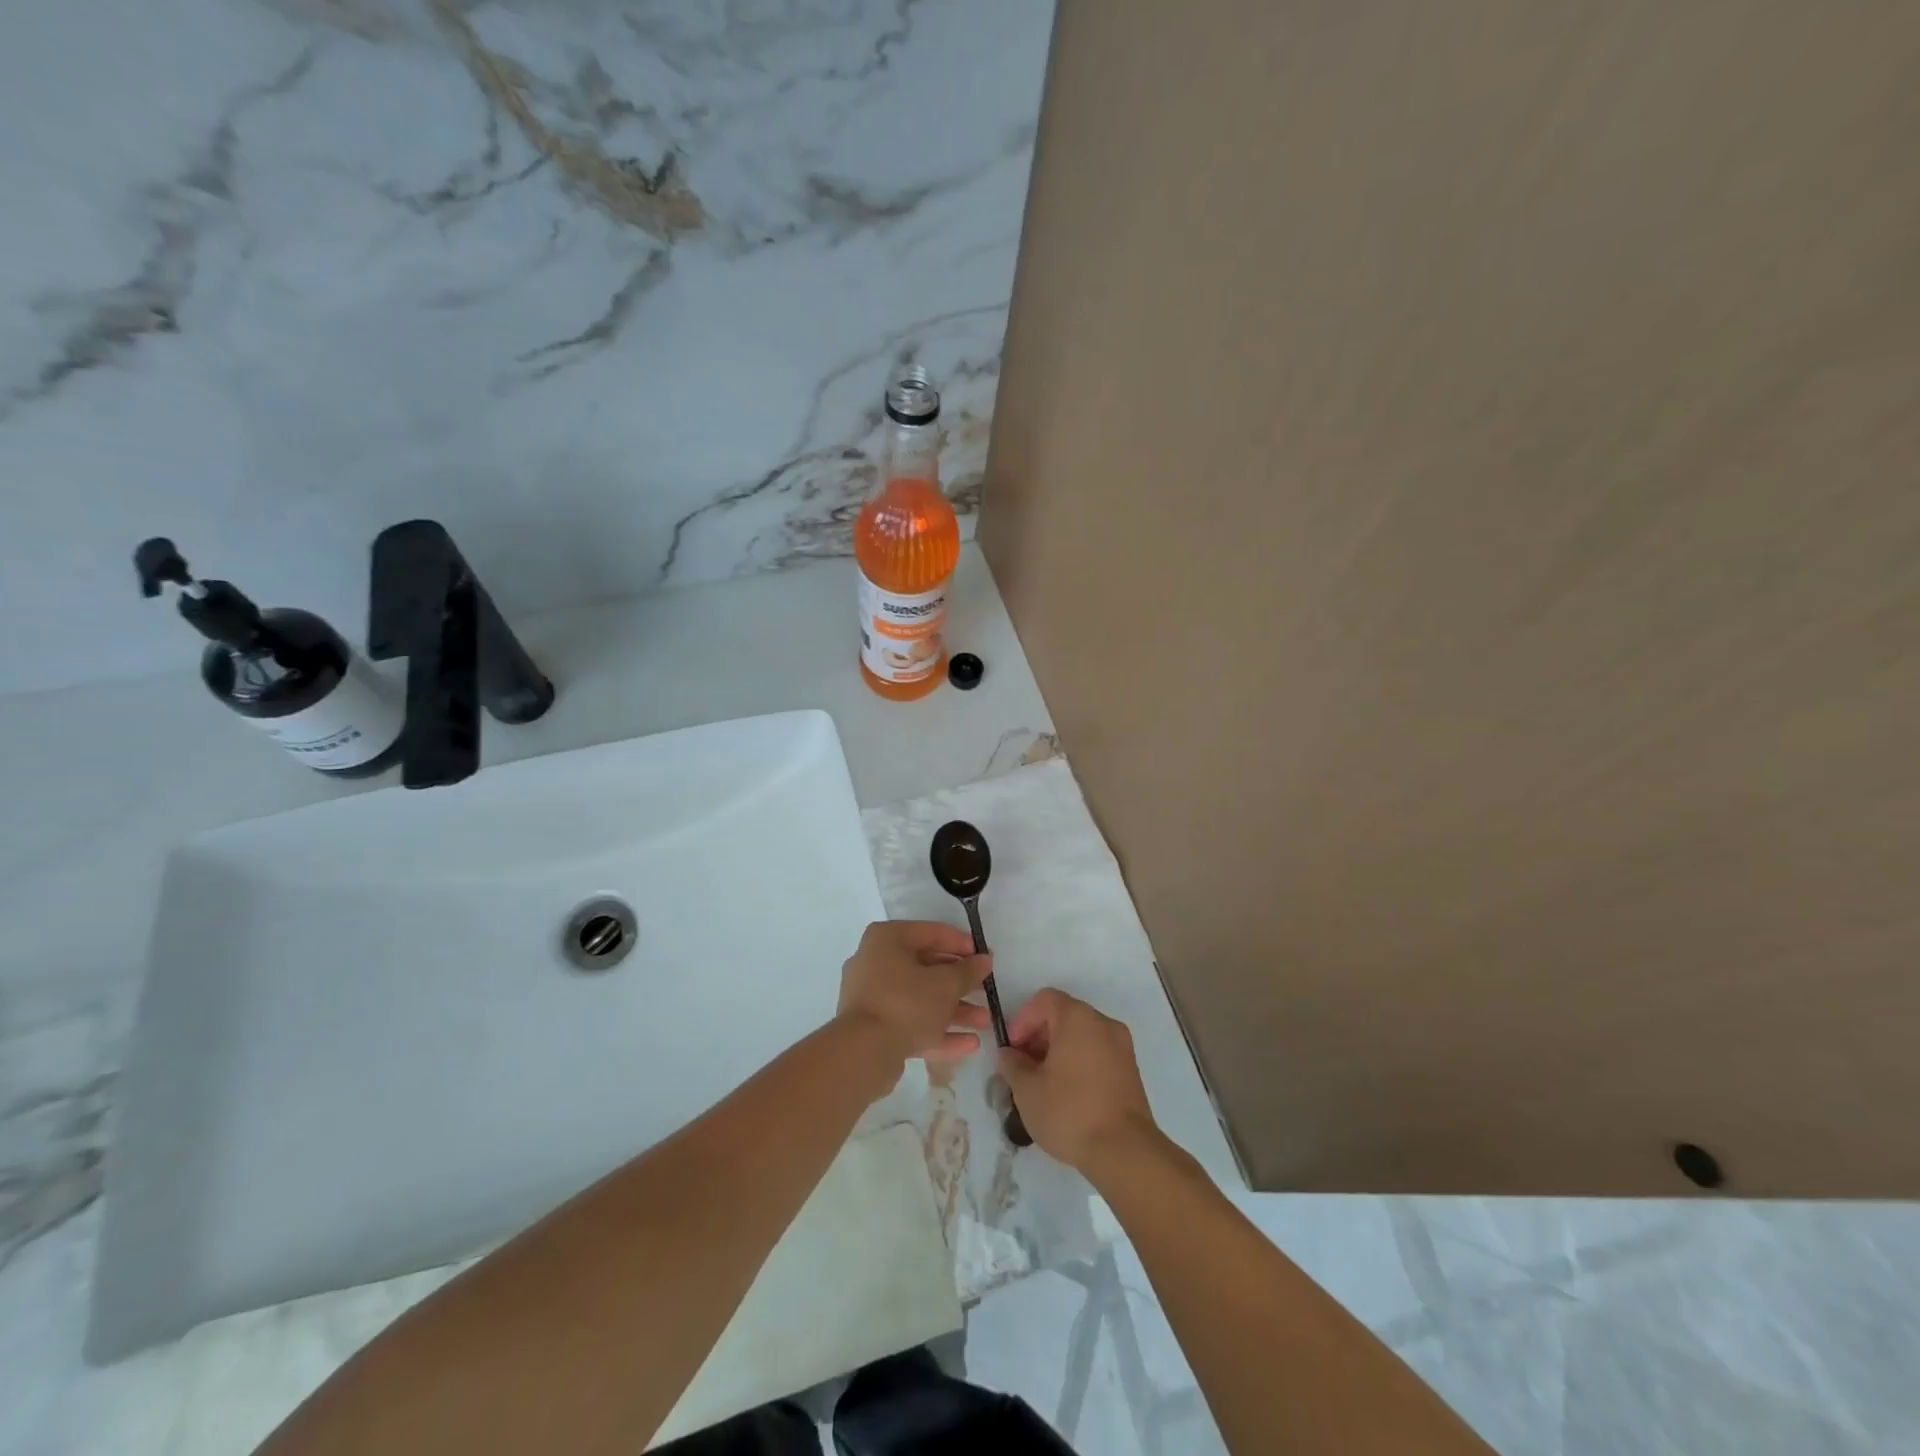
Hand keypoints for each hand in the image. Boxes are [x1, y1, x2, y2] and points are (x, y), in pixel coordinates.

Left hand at [836, 921, 993, 1068]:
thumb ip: (968, 971)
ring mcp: (872, 997)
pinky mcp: (873, 1028)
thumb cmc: (906, 1003)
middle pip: (926, 968)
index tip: (984, 957)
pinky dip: (937, 1030)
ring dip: (953, 1010)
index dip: (961, 944)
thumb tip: (984, 960)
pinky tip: (969, 1044)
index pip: (931, 932)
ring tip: (984, 1021)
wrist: (863, 1054)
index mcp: (887, 939)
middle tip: (986, 990)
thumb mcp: (945, 984)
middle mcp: (875, 962)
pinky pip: (910, 1022)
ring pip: (920, 999)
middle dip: (959, 983)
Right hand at [998, 989, 1160, 1176]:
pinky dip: (1079, 1061)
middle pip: (1064, 1015)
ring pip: (1082, 1035)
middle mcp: (1103, 1023)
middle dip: (1039, 1035)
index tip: (1013, 1050)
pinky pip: (1098, 1052)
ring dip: (1059, 1050)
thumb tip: (1009, 1054)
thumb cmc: (1070, 1112)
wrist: (1124, 1152)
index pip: (1044, 1000)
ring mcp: (1121, 1046)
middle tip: (1024, 1067)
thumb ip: (1012, 1064)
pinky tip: (1068, 1093)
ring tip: (1044, 1083)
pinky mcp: (1131, 1069)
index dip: (1023, 1020)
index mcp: (1077, 1018)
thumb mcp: (1027, 1090)